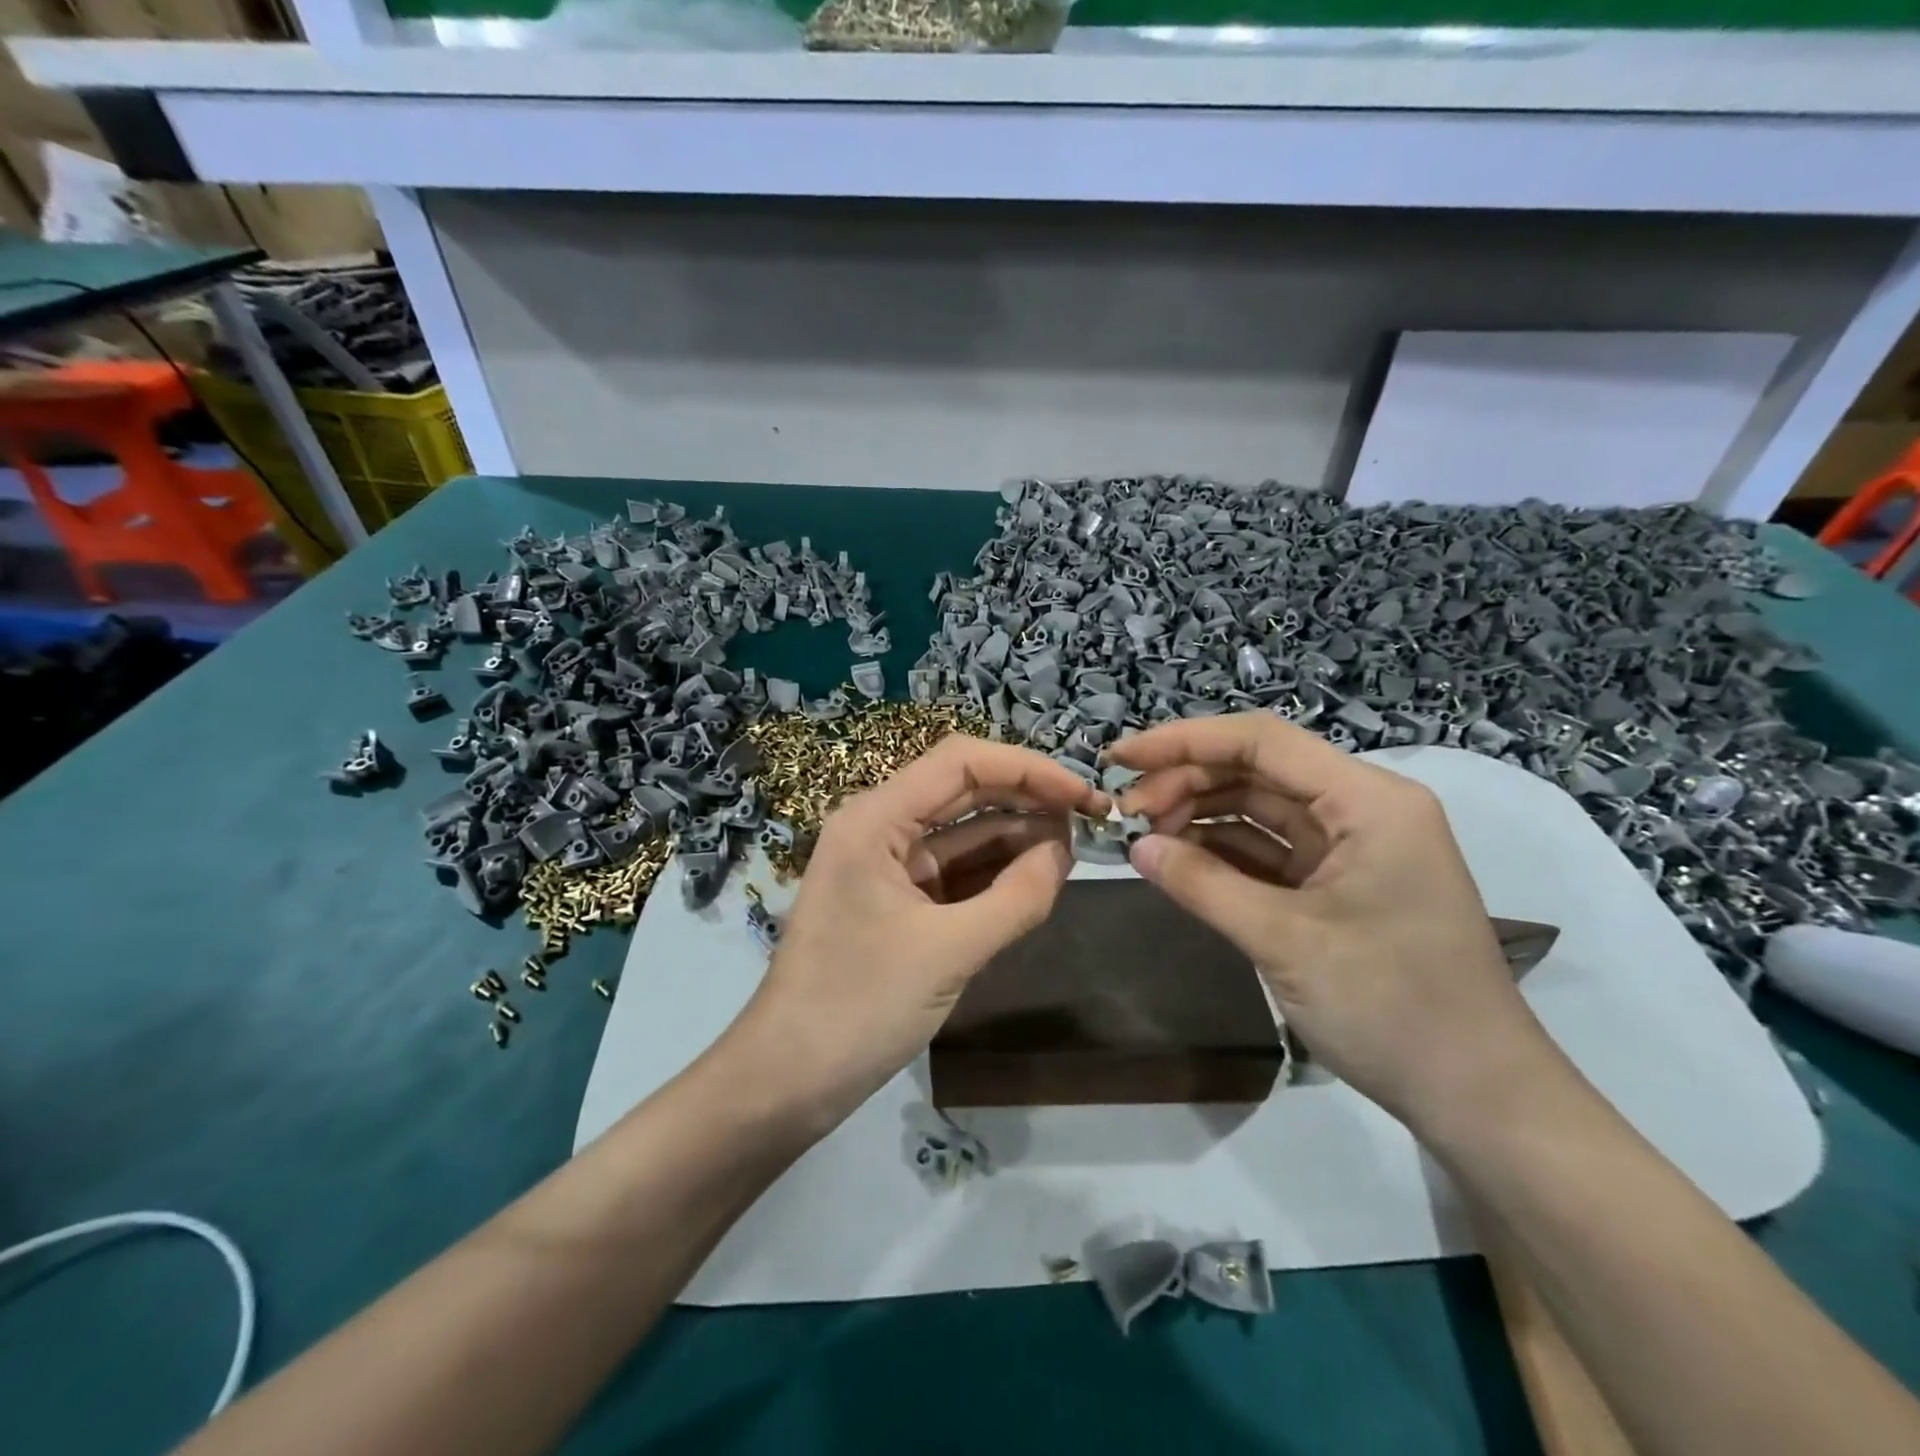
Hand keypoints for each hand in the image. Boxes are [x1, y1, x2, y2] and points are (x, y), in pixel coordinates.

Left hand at [736, 735, 1105, 1127]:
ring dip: (1017, 837)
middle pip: (965, 791)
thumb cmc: (859, 1006)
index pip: (962, 763)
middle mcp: (879, 827)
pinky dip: (995, 873)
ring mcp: (887, 866)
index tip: (1083, 795)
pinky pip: (955, 872)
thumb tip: (1066, 851)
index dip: (1029, 769)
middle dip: (1028, 800)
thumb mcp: (949, 951)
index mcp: (876, 818)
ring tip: (1075, 849)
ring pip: (963, 833)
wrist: (788, 1080)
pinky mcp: (897, 902)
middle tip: (1091, 820)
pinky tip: (1037, 878)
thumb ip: (1017, 897)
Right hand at [1110, 712, 1553, 1124]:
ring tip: (1142, 836)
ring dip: (1198, 815)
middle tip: (1124, 814)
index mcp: (1368, 801)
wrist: (1477, 1096)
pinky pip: (1268, 849)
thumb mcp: (1285, 941)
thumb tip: (1135, 847)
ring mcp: (1350, 846)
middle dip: (1186, 782)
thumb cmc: (1391, 1007)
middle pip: (1257, 770)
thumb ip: (1203, 885)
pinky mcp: (1338, 882)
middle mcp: (1362, 808)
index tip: (1120, 758)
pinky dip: (1221, 851)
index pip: (1262, 742)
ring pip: (1258, 807)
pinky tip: (1177, 860)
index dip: (1184, 741)